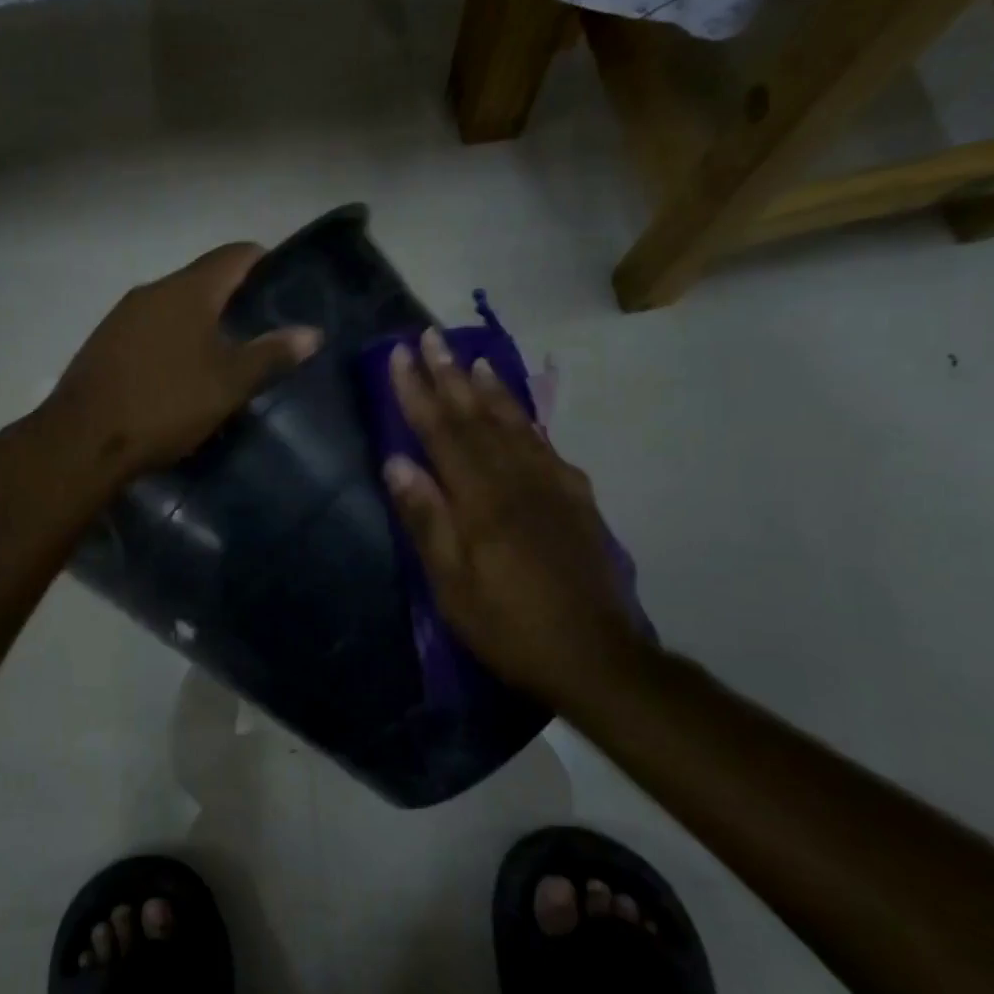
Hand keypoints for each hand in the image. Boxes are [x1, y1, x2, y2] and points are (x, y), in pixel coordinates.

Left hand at [44, 243, 321, 478]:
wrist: (83, 440)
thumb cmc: (165, 405)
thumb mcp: (228, 385)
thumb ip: (270, 354)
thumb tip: (311, 332)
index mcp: (187, 290)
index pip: (235, 254)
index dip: (264, 263)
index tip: (285, 287)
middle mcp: (153, 290)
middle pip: (203, 279)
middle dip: (234, 299)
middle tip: (262, 330)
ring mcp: (123, 315)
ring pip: (174, 306)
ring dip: (201, 321)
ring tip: (225, 354)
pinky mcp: (104, 342)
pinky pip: (150, 328)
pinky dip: (173, 339)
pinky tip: (180, 372)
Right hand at [383, 328, 647, 702]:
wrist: (596, 656)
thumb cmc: (510, 625)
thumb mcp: (453, 585)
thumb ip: (427, 520)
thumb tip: (397, 462)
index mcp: (483, 500)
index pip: (443, 432)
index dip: (418, 392)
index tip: (399, 355)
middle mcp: (519, 479)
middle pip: (478, 417)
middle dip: (450, 375)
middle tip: (431, 336)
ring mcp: (554, 486)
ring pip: (516, 424)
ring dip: (491, 388)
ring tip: (473, 359)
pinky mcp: (577, 500)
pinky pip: (546, 445)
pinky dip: (527, 420)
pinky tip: (522, 413)